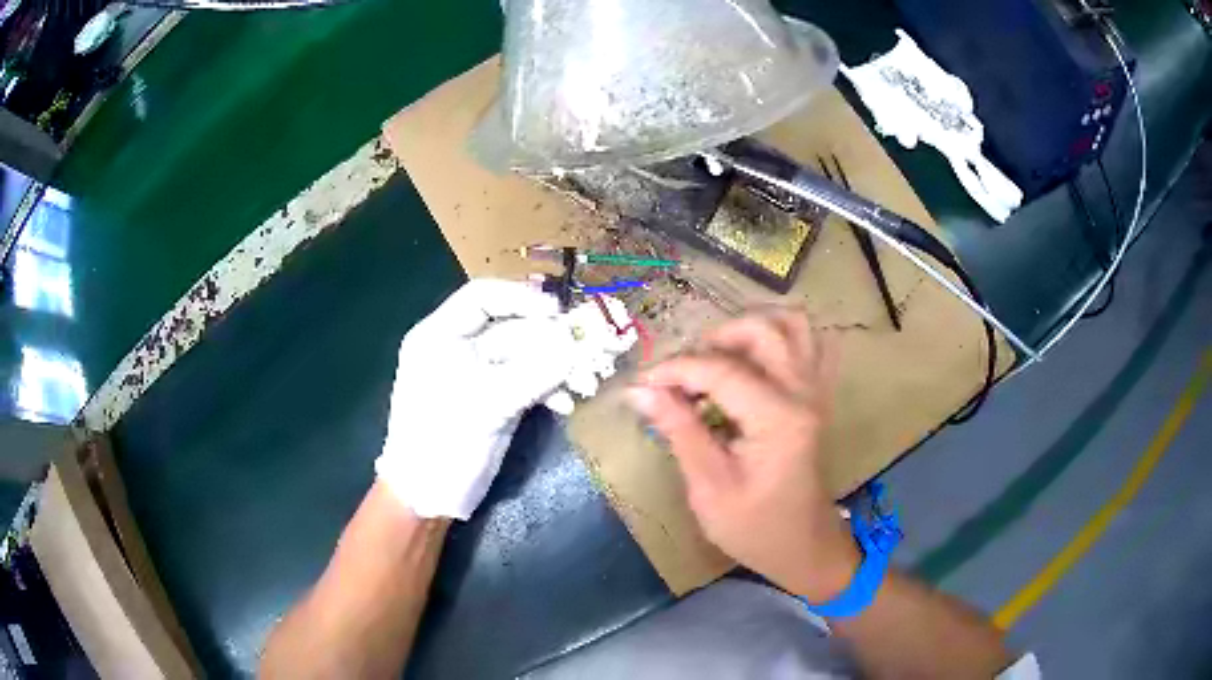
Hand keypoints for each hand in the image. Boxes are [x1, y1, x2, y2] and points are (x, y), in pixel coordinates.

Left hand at [376, 279, 633, 519]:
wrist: (429, 496)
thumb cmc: (442, 441)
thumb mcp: (486, 403)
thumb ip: (535, 372)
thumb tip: (579, 345)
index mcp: (441, 336)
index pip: (482, 297)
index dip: (521, 298)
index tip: (558, 312)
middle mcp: (461, 348)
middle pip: (512, 327)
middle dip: (550, 338)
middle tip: (588, 347)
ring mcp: (481, 376)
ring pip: (526, 356)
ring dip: (557, 366)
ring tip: (585, 380)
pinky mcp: (497, 400)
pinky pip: (529, 382)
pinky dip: (549, 389)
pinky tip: (566, 404)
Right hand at [627, 309, 858, 601]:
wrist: (804, 545)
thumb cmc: (754, 528)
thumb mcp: (709, 487)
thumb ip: (680, 431)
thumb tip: (640, 391)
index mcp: (777, 419)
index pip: (721, 370)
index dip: (675, 369)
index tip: (642, 382)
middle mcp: (803, 393)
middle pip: (763, 330)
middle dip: (715, 338)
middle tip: (685, 372)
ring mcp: (817, 391)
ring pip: (793, 325)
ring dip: (752, 329)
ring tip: (719, 356)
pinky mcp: (818, 396)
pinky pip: (812, 344)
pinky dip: (783, 338)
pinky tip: (756, 360)